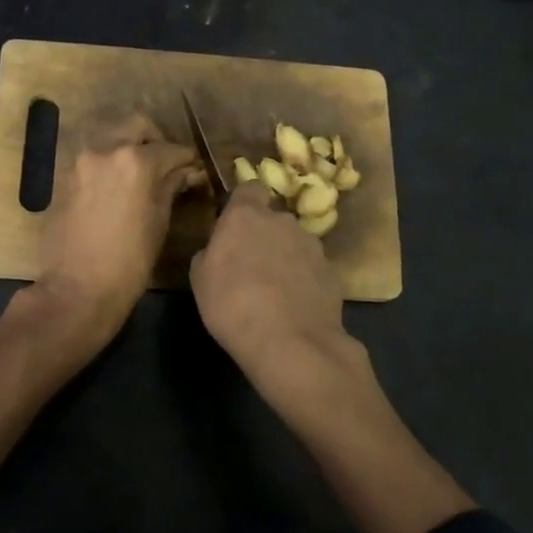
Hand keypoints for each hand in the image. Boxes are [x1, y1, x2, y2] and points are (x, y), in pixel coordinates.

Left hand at [37, 115, 201, 339]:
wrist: (77, 288)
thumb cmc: (129, 261)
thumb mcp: (159, 222)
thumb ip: (171, 187)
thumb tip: (186, 172)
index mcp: (135, 160)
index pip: (171, 148)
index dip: (187, 159)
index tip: (194, 169)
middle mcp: (105, 150)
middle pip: (137, 127)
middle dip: (156, 140)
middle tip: (167, 164)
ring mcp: (80, 161)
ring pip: (111, 137)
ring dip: (129, 147)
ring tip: (142, 174)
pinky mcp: (64, 176)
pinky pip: (93, 156)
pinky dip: (109, 162)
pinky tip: (118, 186)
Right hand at [190, 181, 345, 379]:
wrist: (290, 343)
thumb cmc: (232, 306)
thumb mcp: (200, 280)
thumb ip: (210, 254)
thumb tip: (218, 250)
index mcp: (246, 216)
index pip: (249, 189)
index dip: (242, 204)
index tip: (233, 226)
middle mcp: (282, 221)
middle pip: (272, 219)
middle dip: (263, 236)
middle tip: (249, 267)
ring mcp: (312, 246)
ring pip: (294, 244)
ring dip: (284, 259)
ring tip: (274, 293)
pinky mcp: (332, 272)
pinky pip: (311, 269)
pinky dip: (303, 281)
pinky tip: (294, 307)